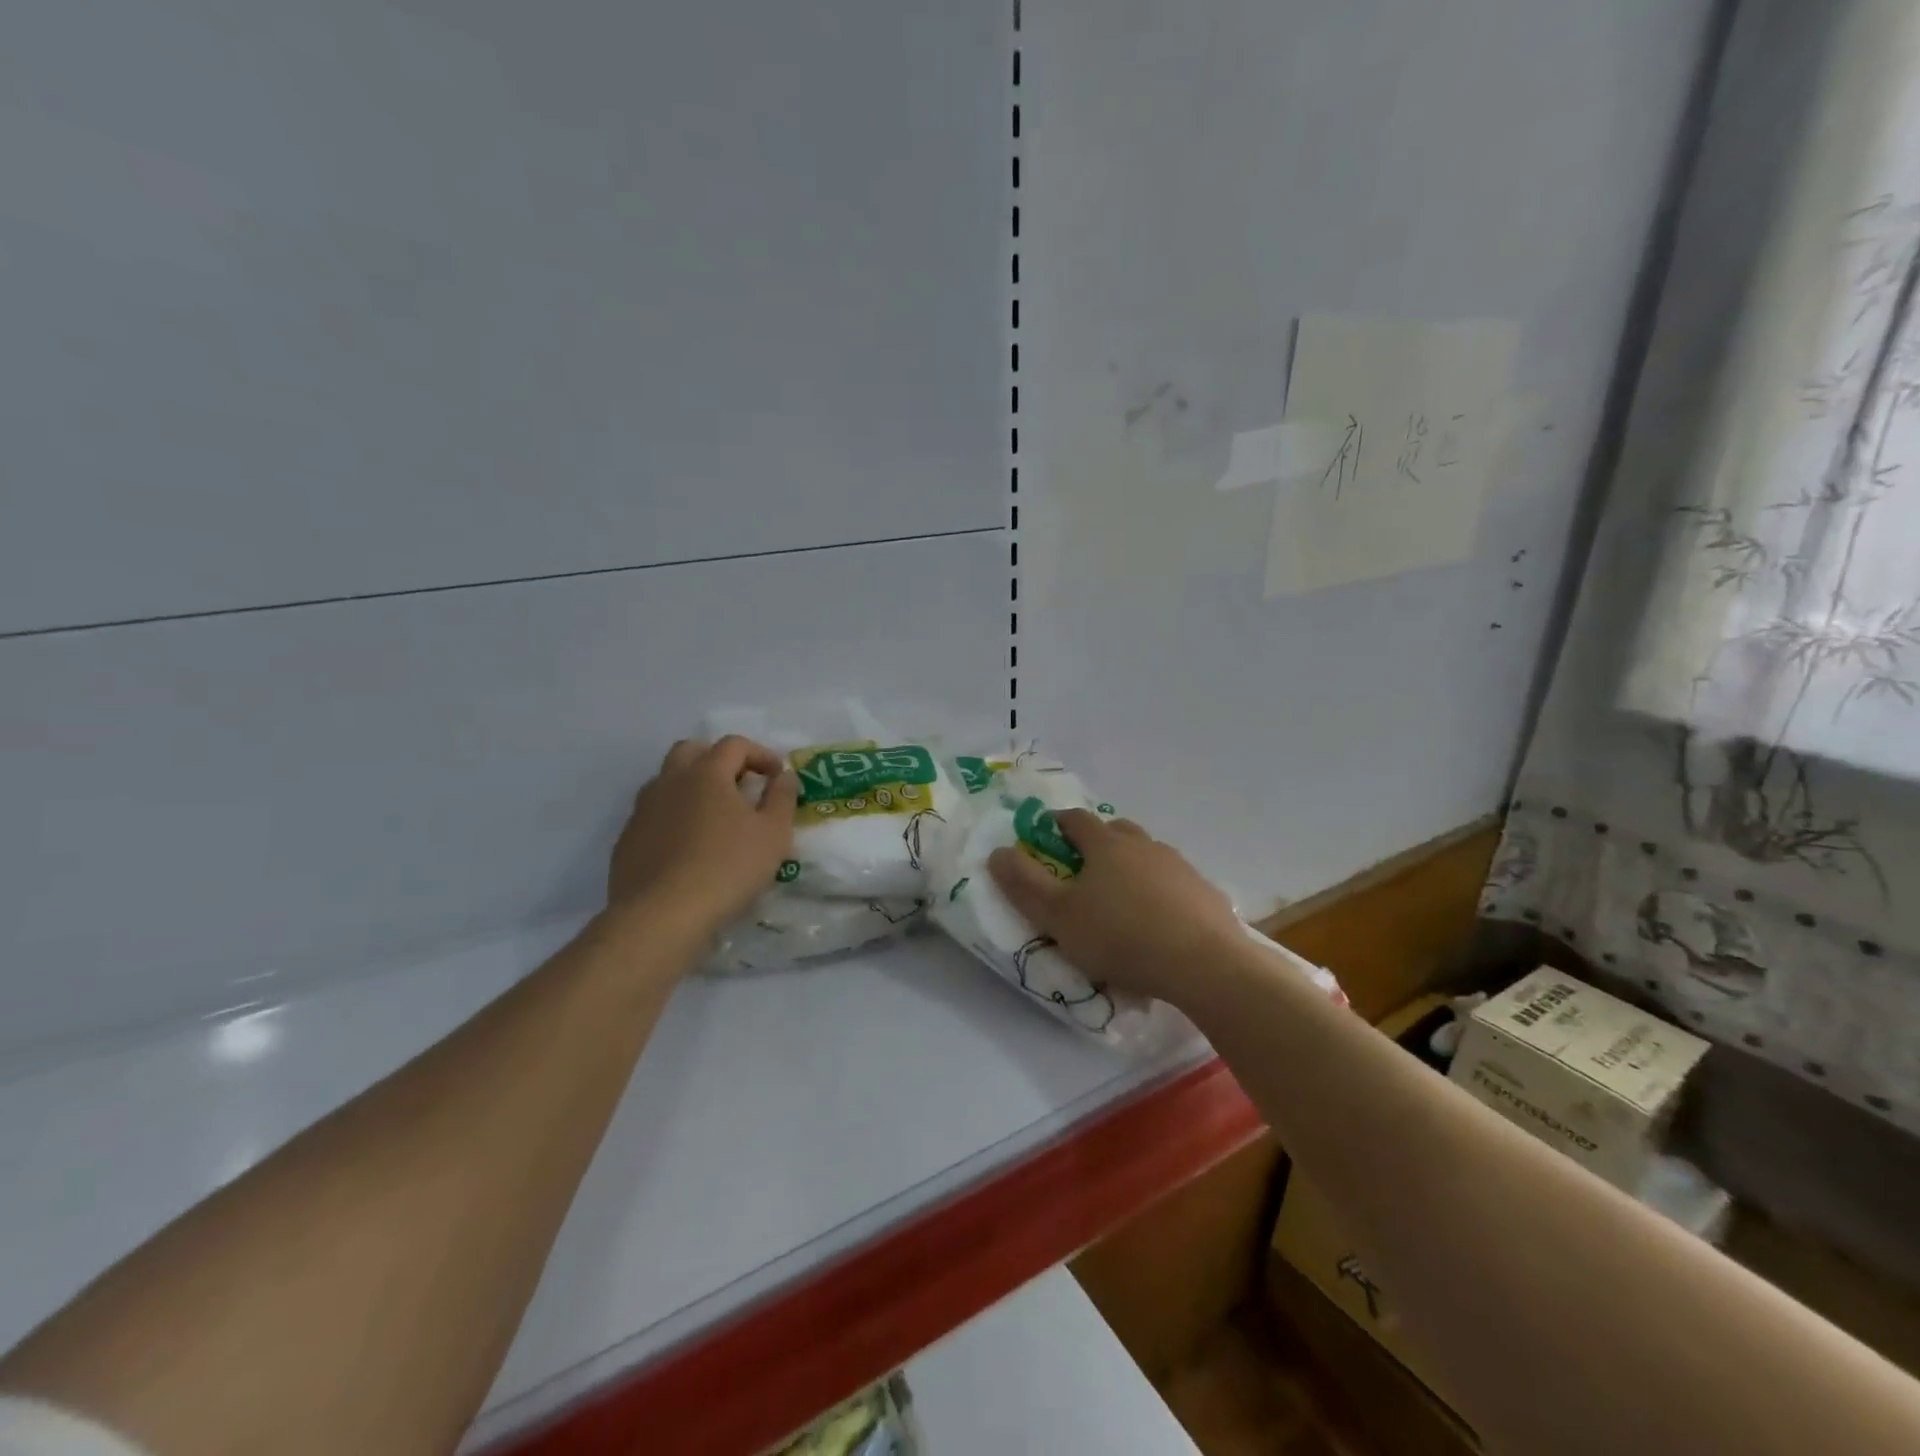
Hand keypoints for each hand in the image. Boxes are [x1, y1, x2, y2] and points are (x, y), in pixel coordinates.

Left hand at [607, 736, 799, 940]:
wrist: (661, 916)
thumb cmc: (727, 868)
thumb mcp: (773, 834)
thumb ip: (782, 798)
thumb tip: (785, 776)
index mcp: (706, 774)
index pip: (734, 745)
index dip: (760, 754)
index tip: (777, 776)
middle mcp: (670, 782)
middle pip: (691, 751)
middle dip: (718, 759)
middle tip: (739, 784)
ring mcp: (643, 810)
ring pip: (667, 781)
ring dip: (692, 787)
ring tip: (713, 816)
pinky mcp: (627, 840)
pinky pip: (653, 815)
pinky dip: (674, 817)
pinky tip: (688, 847)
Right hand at [987, 811, 1242, 1005]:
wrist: (1203, 964)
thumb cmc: (1120, 936)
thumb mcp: (1058, 915)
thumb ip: (1024, 883)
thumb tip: (998, 852)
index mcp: (1105, 844)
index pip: (1075, 819)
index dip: (1055, 823)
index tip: (1043, 835)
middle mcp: (1143, 844)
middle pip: (1115, 831)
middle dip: (1097, 842)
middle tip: (1083, 869)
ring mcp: (1179, 866)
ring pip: (1147, 855)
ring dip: (1131, 867)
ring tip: (1121, 900)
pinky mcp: (1205, 892)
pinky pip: (1174, 883)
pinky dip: (1160, 892)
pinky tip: (1158, 921)